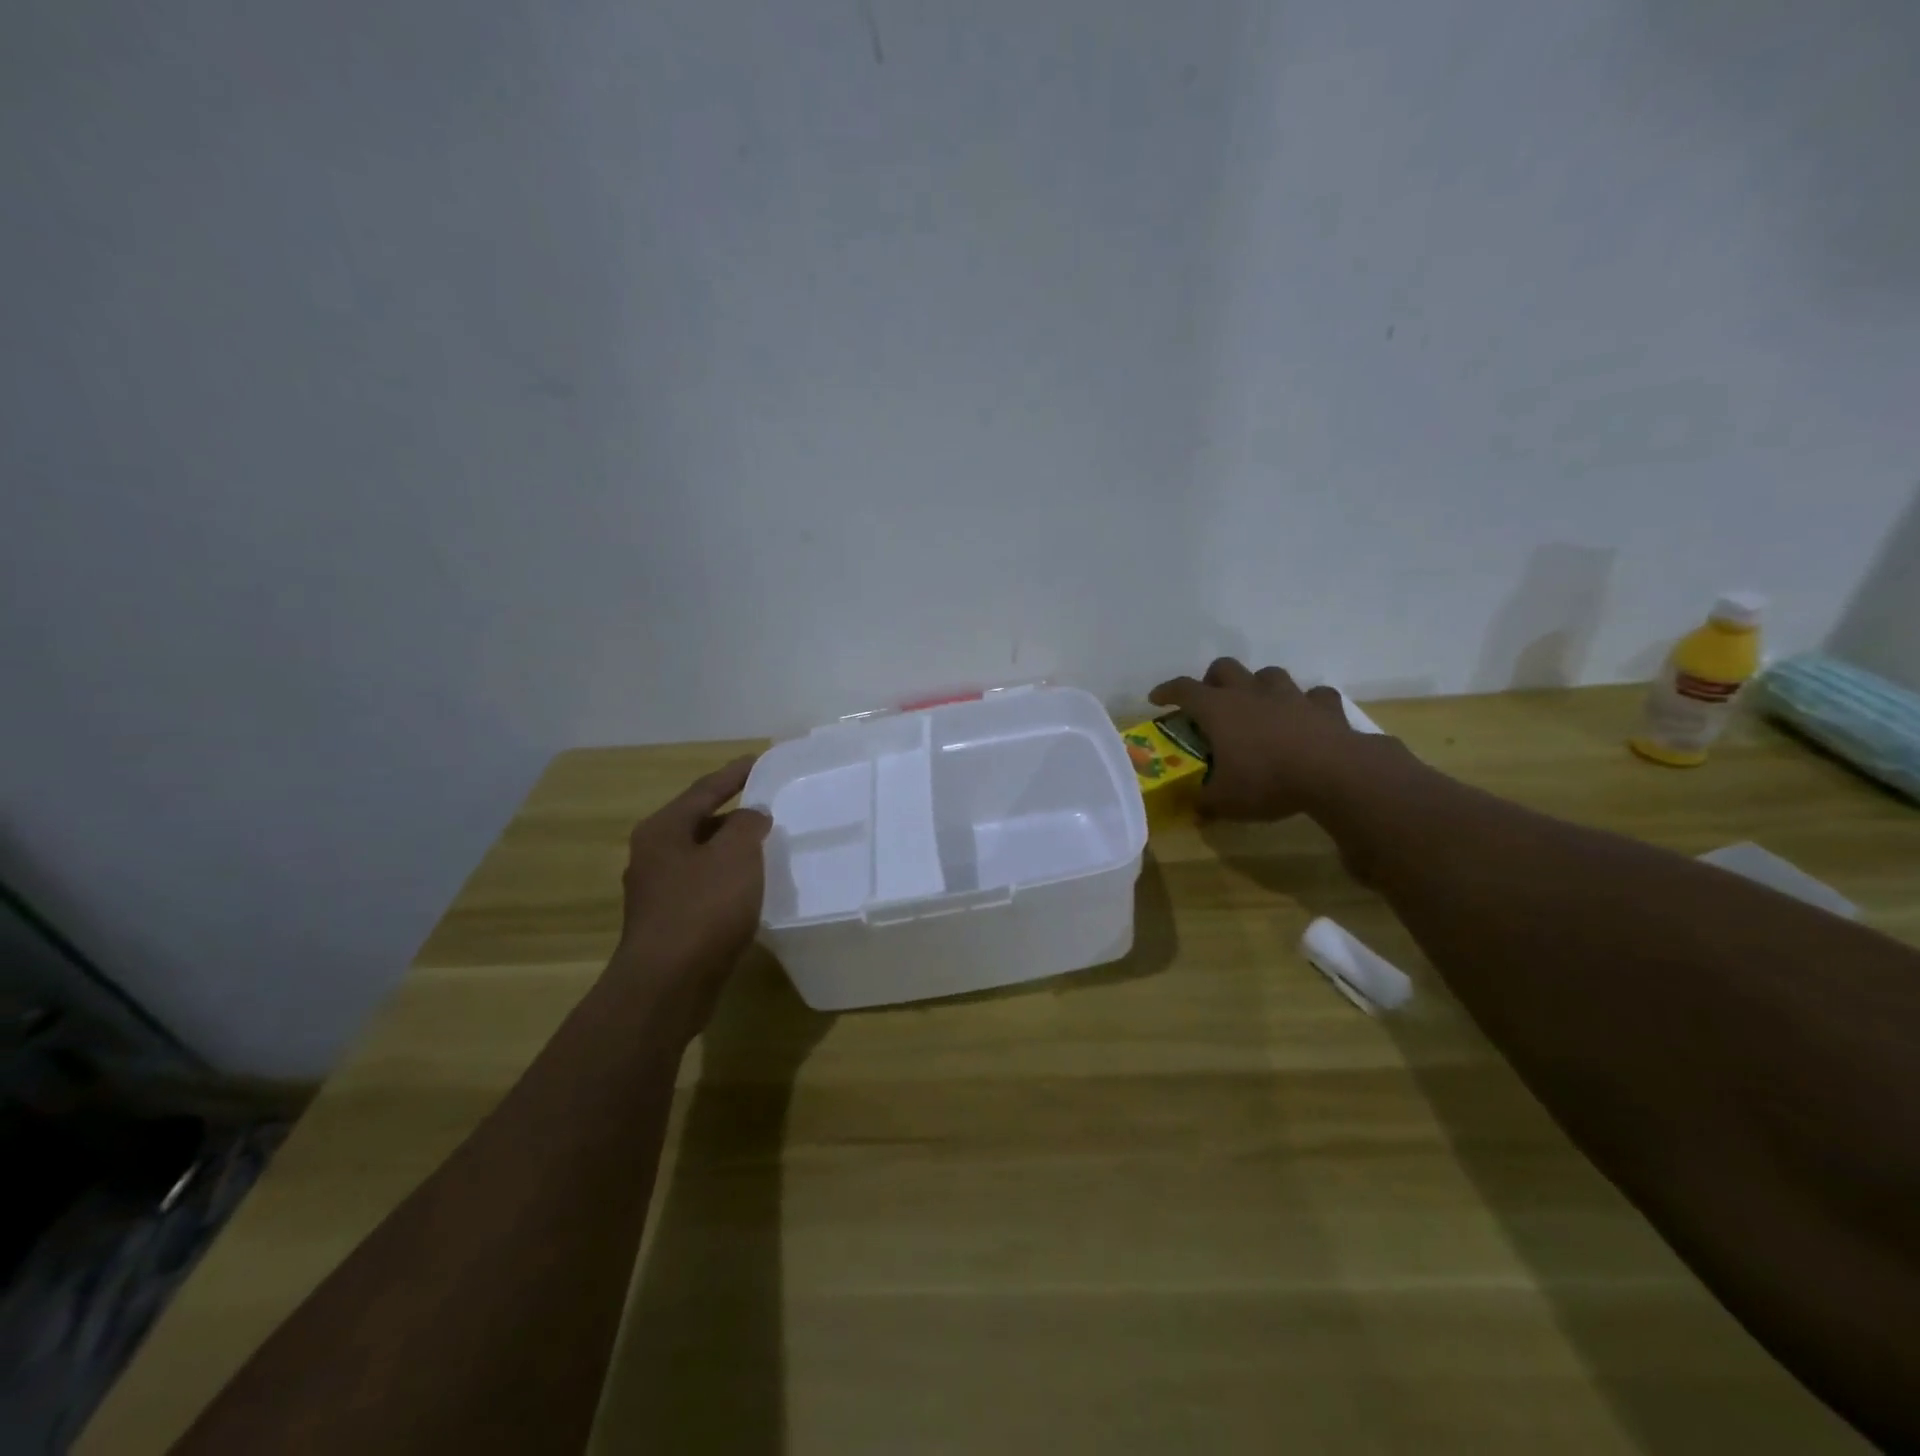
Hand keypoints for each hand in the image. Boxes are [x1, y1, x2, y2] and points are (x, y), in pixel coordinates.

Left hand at [616, 755, 771, 1026]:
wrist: (668, 984)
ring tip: (767, 845)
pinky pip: (704, 886)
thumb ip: (748, 825)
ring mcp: (658, 891)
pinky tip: (751, 888)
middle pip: (700, 822)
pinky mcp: (669, 922)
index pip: (705, 789)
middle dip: (735, 813)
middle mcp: (653, 854)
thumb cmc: (703, 909)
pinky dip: (728, 879)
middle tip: (769, 806)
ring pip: (702, 856)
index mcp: (663, 829)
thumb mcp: (736, 855)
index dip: (735, 773)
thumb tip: (752, 816)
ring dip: (732, 849)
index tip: (761, 760)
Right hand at [1148, 659, 1394, 821]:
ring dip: (1258, 685)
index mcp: (1218, 709)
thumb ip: (1205, 803)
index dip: (1167, 691)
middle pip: (1224, 668)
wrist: (1333, 772)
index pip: (1183, 689)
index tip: (1156, 698)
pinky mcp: (1323, 706)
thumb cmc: (1267, 781)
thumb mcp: (1226, 801)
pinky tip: (1306, 716)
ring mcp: (1289, 695)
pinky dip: (1307, 703)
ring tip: (1258, 705)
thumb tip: (1194, 813)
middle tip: (1210, 700)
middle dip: (1212, 679)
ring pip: (1268, 673)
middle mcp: (1250, 693)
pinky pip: (1314, 695)